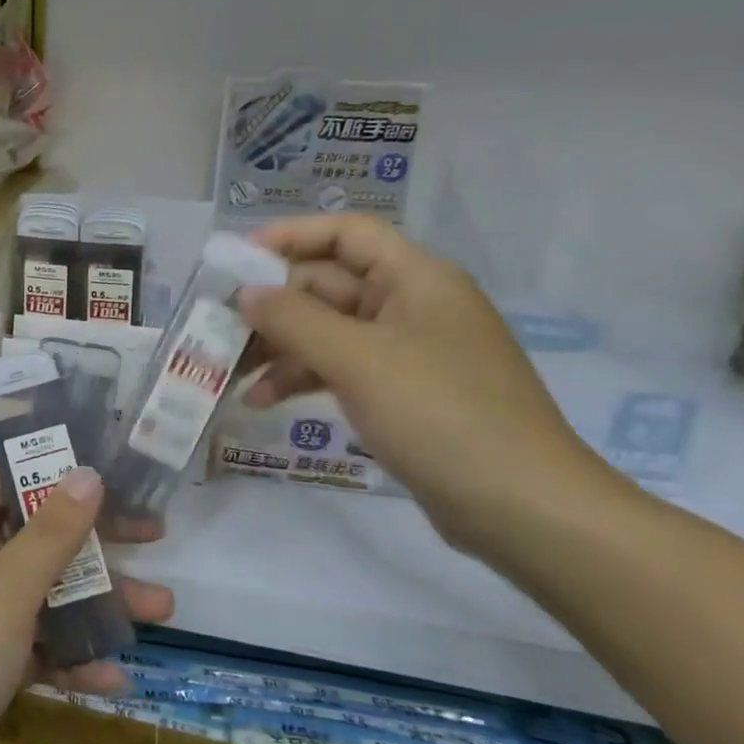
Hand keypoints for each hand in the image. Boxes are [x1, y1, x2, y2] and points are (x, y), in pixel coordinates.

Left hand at [0, 459, 172, 743]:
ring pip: (42, 592)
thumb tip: (87, 471)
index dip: (53, 459)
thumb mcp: (6, 590)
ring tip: (161, 609)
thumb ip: (51, 533)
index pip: (5, 471)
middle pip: (35, 533)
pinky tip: (113, 677)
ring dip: (96, 600)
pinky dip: (69, 656)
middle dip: (94, 536)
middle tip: (153, 533)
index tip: (110, 460)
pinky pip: (33, 646)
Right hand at [237, 214, 612, 551]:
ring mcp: (408, 352)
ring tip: (230, 371)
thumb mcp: (358, 360)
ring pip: (329, 331)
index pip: (346, 234)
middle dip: (273, 306)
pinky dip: (302, 378)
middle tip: (219, 327)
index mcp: (416, 278)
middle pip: (329, 285)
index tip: (238, 261)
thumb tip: (246, 293)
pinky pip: (341, 368)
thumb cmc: (441, 415)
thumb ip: (294, 320)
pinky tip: (263, 400)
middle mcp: (412, 305)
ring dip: (280, 347)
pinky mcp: (403, 394)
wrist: (524, 509)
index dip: (291, 237)